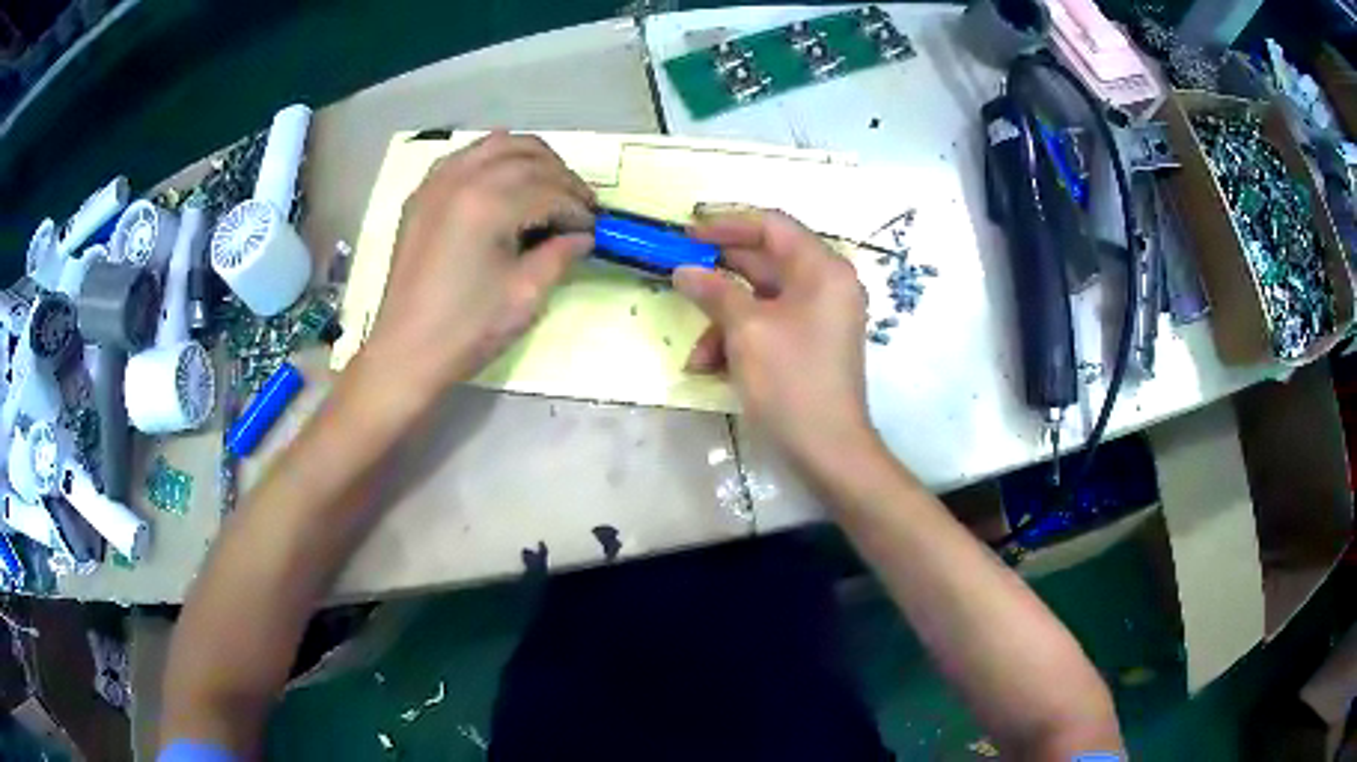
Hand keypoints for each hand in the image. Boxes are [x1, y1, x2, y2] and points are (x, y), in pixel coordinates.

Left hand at [360, 132, 594, 400]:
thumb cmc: (467, 329)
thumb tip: (583, 236)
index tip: (594, 229)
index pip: (549, 190)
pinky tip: (504, 181)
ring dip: (531, 158)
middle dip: (561, 177)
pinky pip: (465, 156)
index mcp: (487, 204)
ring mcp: (436, 182)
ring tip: (548, 186)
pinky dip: (493, 159)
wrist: (406, 352)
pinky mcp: (422, 195)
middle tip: (578, 206)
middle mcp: (462, 179)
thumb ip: (560, 255)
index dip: (578, 208)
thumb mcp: (525, 295)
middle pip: (527, 156)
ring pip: (496, 144)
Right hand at [674, 210, 873, 468]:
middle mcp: (825, 285)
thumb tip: (683, 270)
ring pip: (759, 300)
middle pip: (764, 262)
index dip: (727, 224)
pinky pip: (767, 326)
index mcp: (822, 269)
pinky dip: (738, 341)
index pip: (772, 225)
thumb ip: (714, 291)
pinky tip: (710, 369)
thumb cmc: (791, 381)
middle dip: (718, 277)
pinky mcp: (808, 344)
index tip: (687, 234)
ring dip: (722, 322)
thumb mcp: (747, 331)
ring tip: (697, 356)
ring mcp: (818, 317)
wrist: (828, 450)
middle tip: (677, 276)